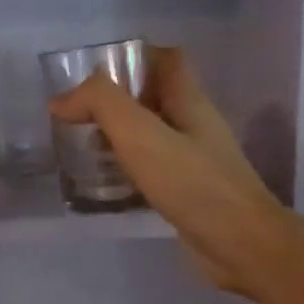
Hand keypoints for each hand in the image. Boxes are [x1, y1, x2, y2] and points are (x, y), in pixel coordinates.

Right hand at [50, 47, 299, 300]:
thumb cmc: (192, 183)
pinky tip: (106, 184)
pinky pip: (153, 169)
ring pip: (152, 135)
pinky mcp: (189, 193)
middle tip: (78, 116)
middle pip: (155, 97)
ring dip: (120, 136)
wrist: (240, 245)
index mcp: (189, 101)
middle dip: (117, 101)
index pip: (166, 60)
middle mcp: (194, 125)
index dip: (132, 58)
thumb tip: (63, 99)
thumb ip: (102, 105)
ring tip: (83, 147)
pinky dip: (128, 169)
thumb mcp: (141, 134)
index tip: (94, 74)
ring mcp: (195, 161)